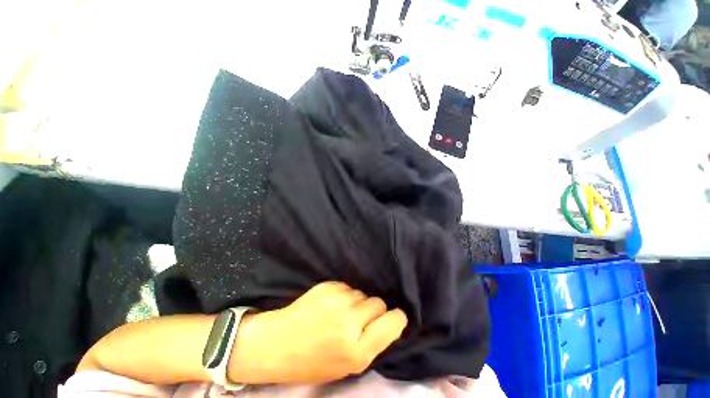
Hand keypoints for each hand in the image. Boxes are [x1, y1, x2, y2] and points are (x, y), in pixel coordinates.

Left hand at [229, 282, 407, 383]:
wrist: (277, 344)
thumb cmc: (312, 362)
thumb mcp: (347, 367)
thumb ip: (371, 344)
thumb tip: (388, 321)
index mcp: (357, 351)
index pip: (393, 322)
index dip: (396, 319)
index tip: (392, 319)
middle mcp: (350, 322)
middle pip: (379, 303)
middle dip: (373, 311)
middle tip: (358, 320)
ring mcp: (337, 300)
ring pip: (362, 293)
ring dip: (356, 302)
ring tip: (340, 313)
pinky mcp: (327, 286)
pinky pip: (347, 287)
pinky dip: (343, 294)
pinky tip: (330, 304)